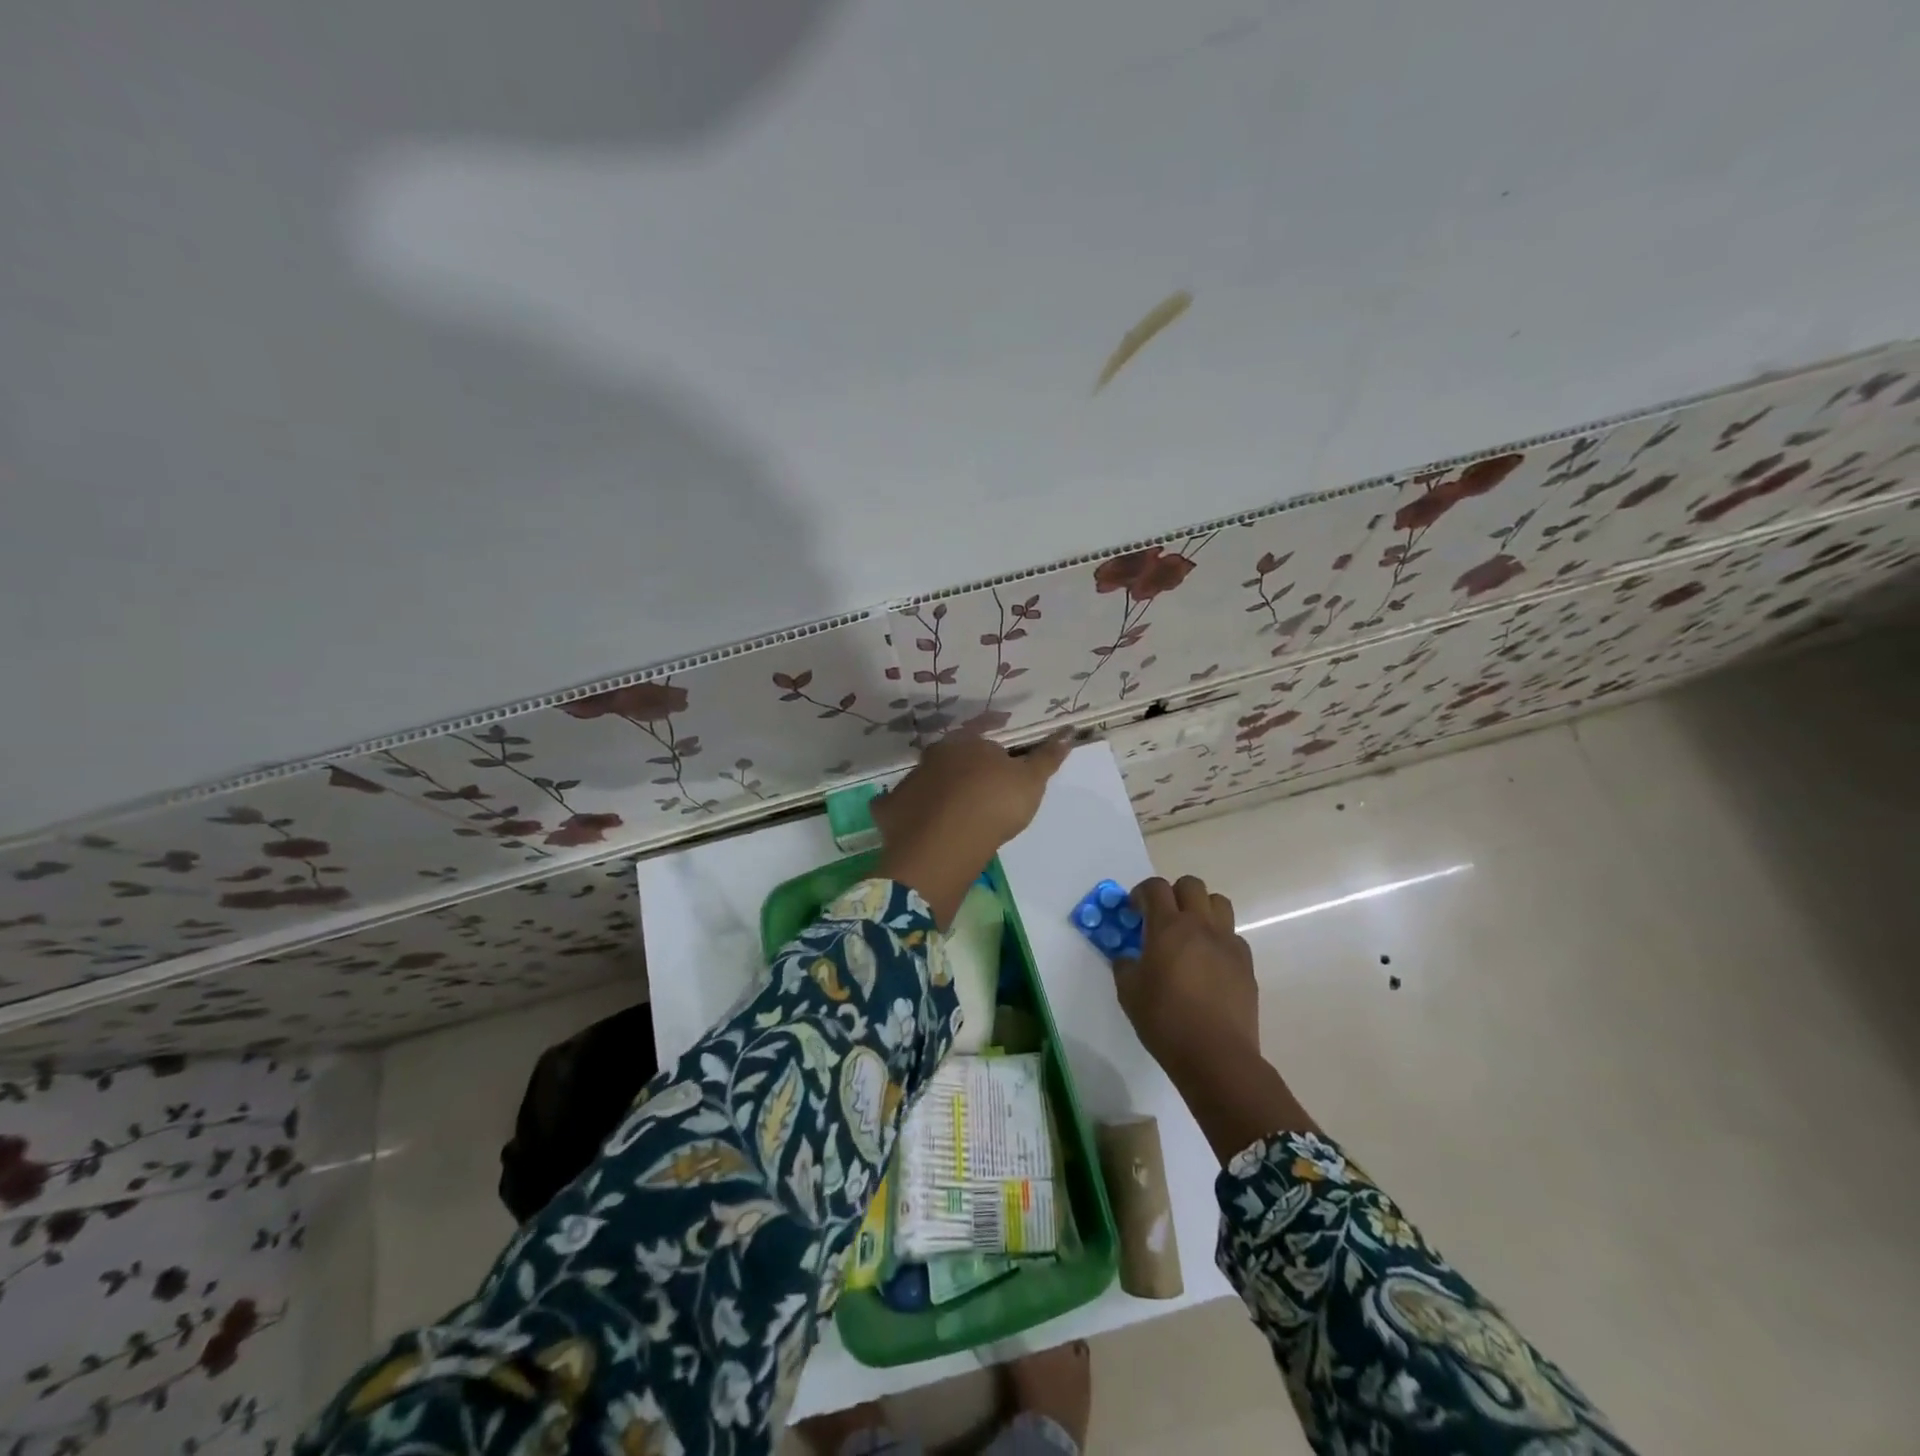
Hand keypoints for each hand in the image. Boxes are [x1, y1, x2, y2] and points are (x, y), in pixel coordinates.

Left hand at [873, 731, 1071, 924]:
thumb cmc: (995, 803)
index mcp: (966, 744)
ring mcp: (909, 782)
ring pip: (924, 781)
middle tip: (975, 785)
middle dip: (961, 766)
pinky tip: (915, 827)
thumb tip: (1068, 731)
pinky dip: (906, 814)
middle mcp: (933, 756)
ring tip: (949, 810)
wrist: (947, 839)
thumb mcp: (1031, 781)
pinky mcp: (890, 810)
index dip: (992, 740)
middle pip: (950, 758)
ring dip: (935, 790)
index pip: (981, 734)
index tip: (1000, 752)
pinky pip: (898, 809)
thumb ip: (1047, 757)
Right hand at [1116, 875, 1258, 1075]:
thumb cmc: (1165, 1021)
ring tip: (1189, 934)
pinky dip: (1218, 940)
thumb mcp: (1129, 992)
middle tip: (1162, 918)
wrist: (1216, 1055)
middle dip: (1173, 893)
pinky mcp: (1246, 964)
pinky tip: (1208, 964)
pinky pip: (1232, 936)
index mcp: (1168, 927)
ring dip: (1201, 909)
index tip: (1133, 909)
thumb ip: (1126, 965)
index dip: (1141, 892)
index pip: (1156, 887)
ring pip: (1218, 903)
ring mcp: (1228, 943)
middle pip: (1191, 885)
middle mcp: (1201, 926)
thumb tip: (1129, 957)